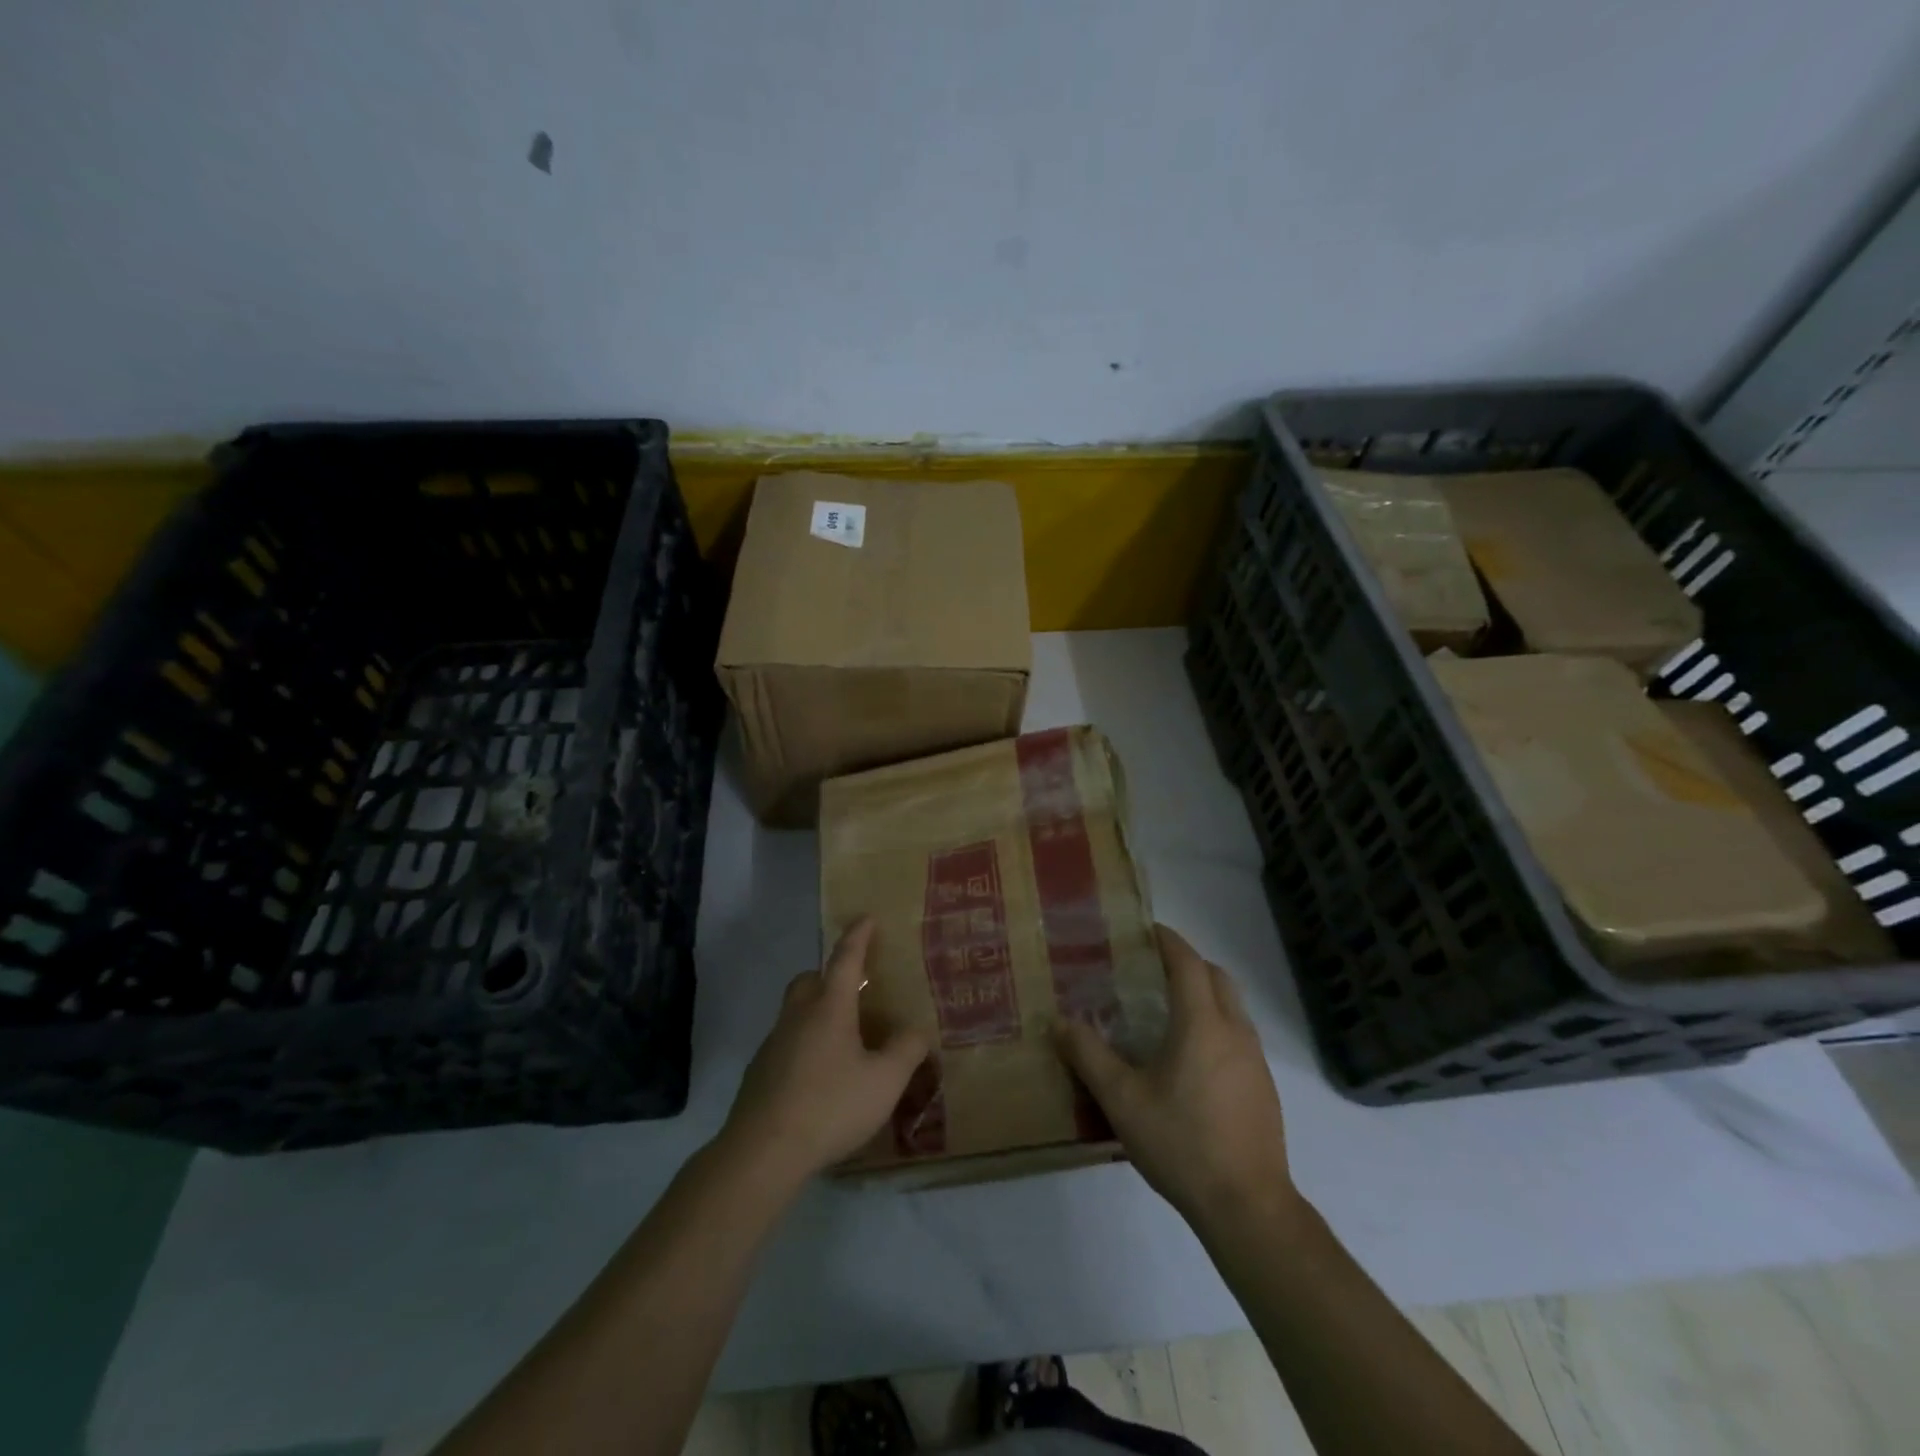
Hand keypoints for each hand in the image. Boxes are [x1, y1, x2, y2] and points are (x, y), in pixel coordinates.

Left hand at [721, 919, 931, 1187]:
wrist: (762, 1152)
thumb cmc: (830, 1106)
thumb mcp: (885, 1082)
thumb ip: (906, 1051)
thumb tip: (918, 1030)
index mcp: (829, 1008)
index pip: (846, 960)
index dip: (858, 936)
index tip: (867, 918)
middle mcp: (798, 1016)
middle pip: (809, 980)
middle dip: (829, 975)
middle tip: (853, 989)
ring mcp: (773, 1044)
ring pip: (794, 1011)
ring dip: (815, 1012)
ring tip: (841, 1038)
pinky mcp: (759, 1073)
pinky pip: (785, 1043)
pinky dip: (803, 1044)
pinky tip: (818, 1075)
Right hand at [1055, 925, 1295, 1229]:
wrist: (1248, 1206)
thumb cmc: (1182, 1143)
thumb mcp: (1122, 1100)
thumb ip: (1089, 1056)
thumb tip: (1058, 1021)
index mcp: (1202, 1024)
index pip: (1188, 964)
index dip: (1169, 941)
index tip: (1147, 930)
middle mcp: (1234, 1031)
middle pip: (1217, 977)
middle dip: (1189, 963)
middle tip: (1154, 968)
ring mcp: (1255, 1060)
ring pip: (1233, 1007)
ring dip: (1206, 994)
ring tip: (1170, 1010)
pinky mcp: (1264, 1087)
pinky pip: (1239, 1036)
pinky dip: (1217, 1024)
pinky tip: (1192, 1059)